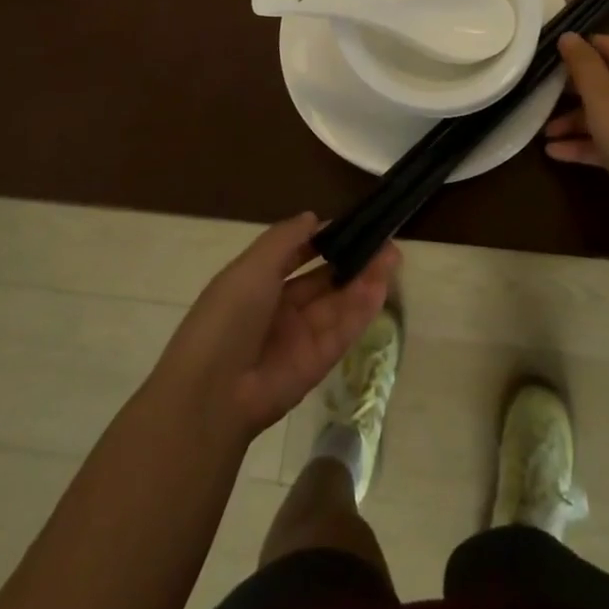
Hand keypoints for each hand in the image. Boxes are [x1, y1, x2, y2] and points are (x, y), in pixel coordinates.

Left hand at [153, 214, 399, 443]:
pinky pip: (343, 330)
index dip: (322, 240)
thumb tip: (312, 218)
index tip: (351, 225)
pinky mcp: (317, 362)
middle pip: (323, 280)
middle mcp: (280, 309)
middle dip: (352, 260)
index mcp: (257, 283)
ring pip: (339, 303)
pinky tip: (383, 285)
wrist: (215, 390)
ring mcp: (300, 337)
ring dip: (365, 279)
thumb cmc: (229, 315)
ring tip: (393, 256)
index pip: (295, 256)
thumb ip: (285, 239)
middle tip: (385, 241)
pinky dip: (363, 309)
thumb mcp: (253, 265)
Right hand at [545, 33, 608, 242]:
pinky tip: (554, 152)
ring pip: (604, 115)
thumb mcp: (602, 95)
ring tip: (543, 130)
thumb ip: (583, 64)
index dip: (583, 46)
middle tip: (542, 88)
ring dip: (574, 121)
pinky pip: (606, 143)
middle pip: (607, 82)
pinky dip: (583, 145)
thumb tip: (569, 35)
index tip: (551, 51)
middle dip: (574, 88)